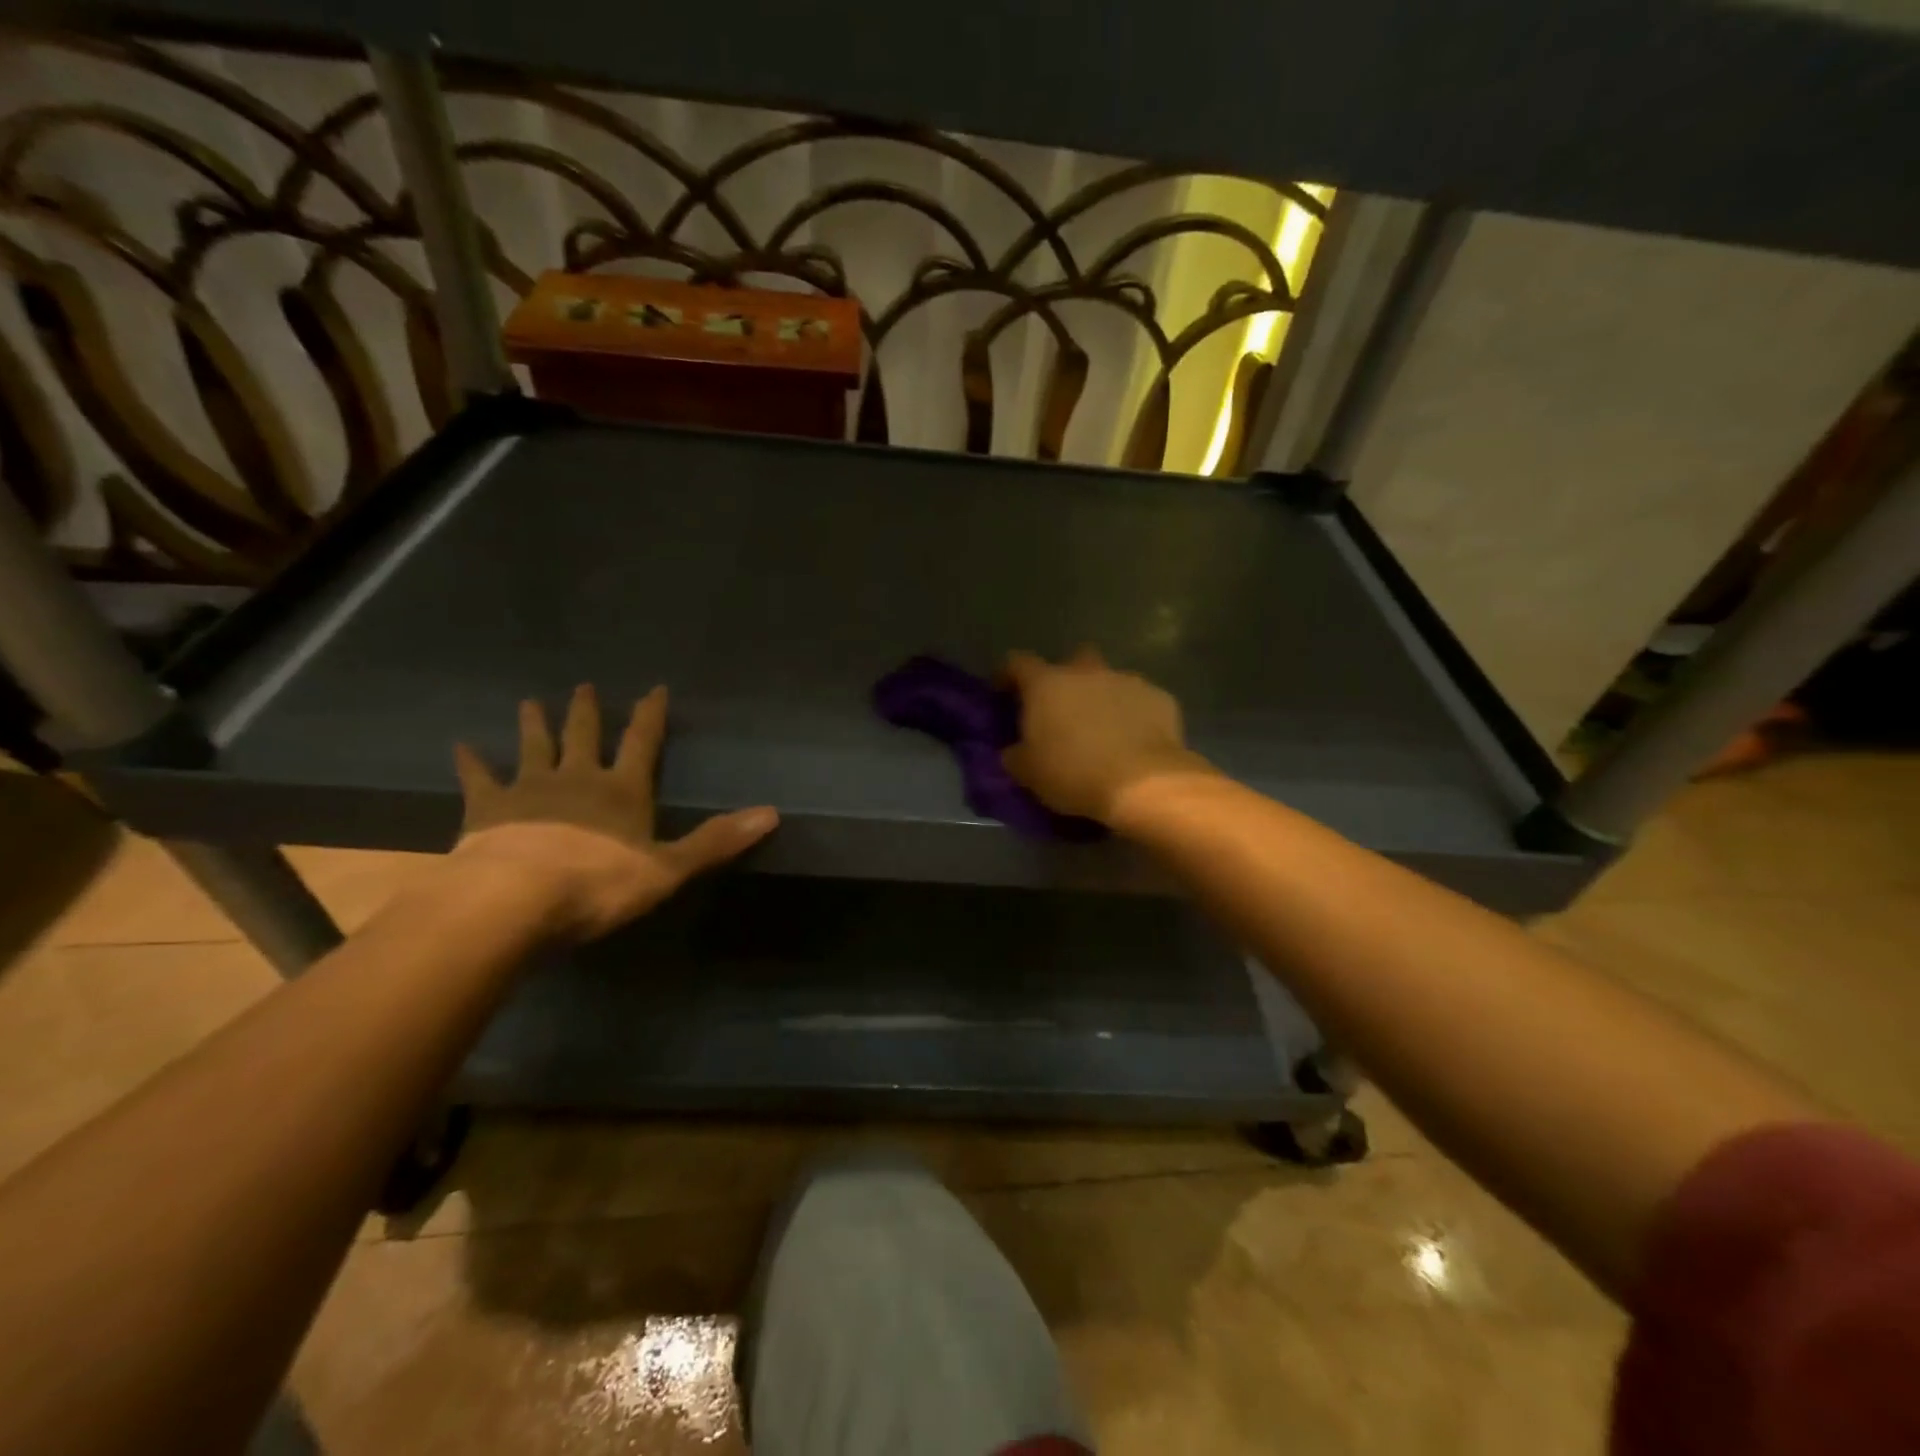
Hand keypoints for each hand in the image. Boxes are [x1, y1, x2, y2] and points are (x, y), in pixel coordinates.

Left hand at [451, 684, 777, 939]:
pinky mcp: (486, 810)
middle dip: (587, 711)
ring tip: (530, 701)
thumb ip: (717, 841)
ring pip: (534, 747)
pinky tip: (461, 746)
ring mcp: (529, 790)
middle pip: (584, 735)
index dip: (650, 715)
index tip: (653, 688)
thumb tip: (772, 813)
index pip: (642, 743)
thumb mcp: (669, 868)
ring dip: (535, 724)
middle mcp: (577, 779)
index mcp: (623, 791)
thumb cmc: (598, 885)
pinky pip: (479, 778)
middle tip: (584, 686)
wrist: (513, 900)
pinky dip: (471, 762)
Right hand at [1000, 647, 1214, 824]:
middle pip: (1073, 660)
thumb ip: (1016, 755)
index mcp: (1047, 684)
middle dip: (1067, 678)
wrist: (1144, 783)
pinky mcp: (1161, 698)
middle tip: (1063, 709)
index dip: (1008, 674)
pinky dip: (1134, 715)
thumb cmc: (1074, 773)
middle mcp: (1086, 673)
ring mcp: (1128, 681)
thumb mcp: (1029, 773)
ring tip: (1103, 731)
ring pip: (1110, 681)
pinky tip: (1134, 742)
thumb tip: (1014, 750)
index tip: (1003, 692)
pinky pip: (1140, 701)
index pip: (1017, 663)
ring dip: (1103, 699)